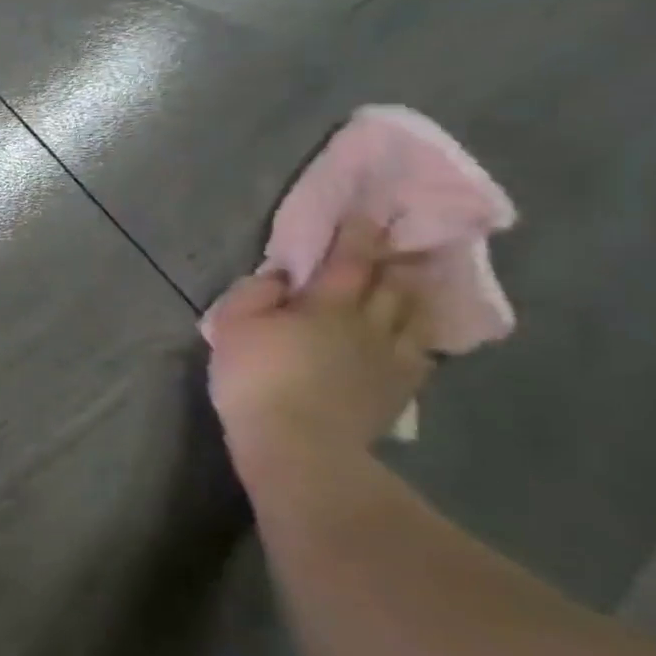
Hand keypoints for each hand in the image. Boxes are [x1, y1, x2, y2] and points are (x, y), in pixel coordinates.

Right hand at [205, 217, 433, 475]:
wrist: (297, 443)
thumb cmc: (257, 378)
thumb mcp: (232, 326)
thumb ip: (254, 294)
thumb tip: (281, 278)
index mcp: (327, 304)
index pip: (348, 259)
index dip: (357, 233)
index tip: (368, 211)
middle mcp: (368, 324)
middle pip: (393, 284)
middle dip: (398, 258)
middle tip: (409, 239)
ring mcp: (389, 359)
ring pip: (414, 317)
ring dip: (418, 294)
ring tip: (422, 279)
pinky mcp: (397, 391)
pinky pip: (420, 356)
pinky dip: (420, 339)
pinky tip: (418, 339)